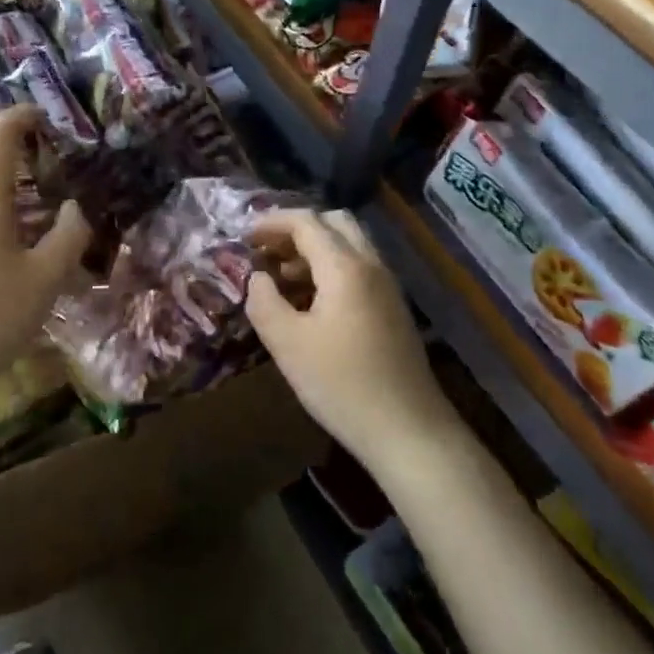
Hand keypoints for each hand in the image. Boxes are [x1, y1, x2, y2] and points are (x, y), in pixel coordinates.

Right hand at [247, 208, 457, 471]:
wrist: (408, 431)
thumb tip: (257, 277)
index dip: (272, 222)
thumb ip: (264, 302)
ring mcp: (387, 287)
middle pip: (334, 223)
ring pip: (350, 245)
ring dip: (314, 250)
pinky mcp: (393, 308)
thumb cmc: (342, 385)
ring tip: (281, 279)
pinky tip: (310, 303)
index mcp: (345, 267)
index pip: (306, 222)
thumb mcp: (287, 344)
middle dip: (297, 230)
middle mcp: (371, 266)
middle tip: (267, 252)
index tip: (244, 237)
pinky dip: (331, 269)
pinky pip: (359, 269)